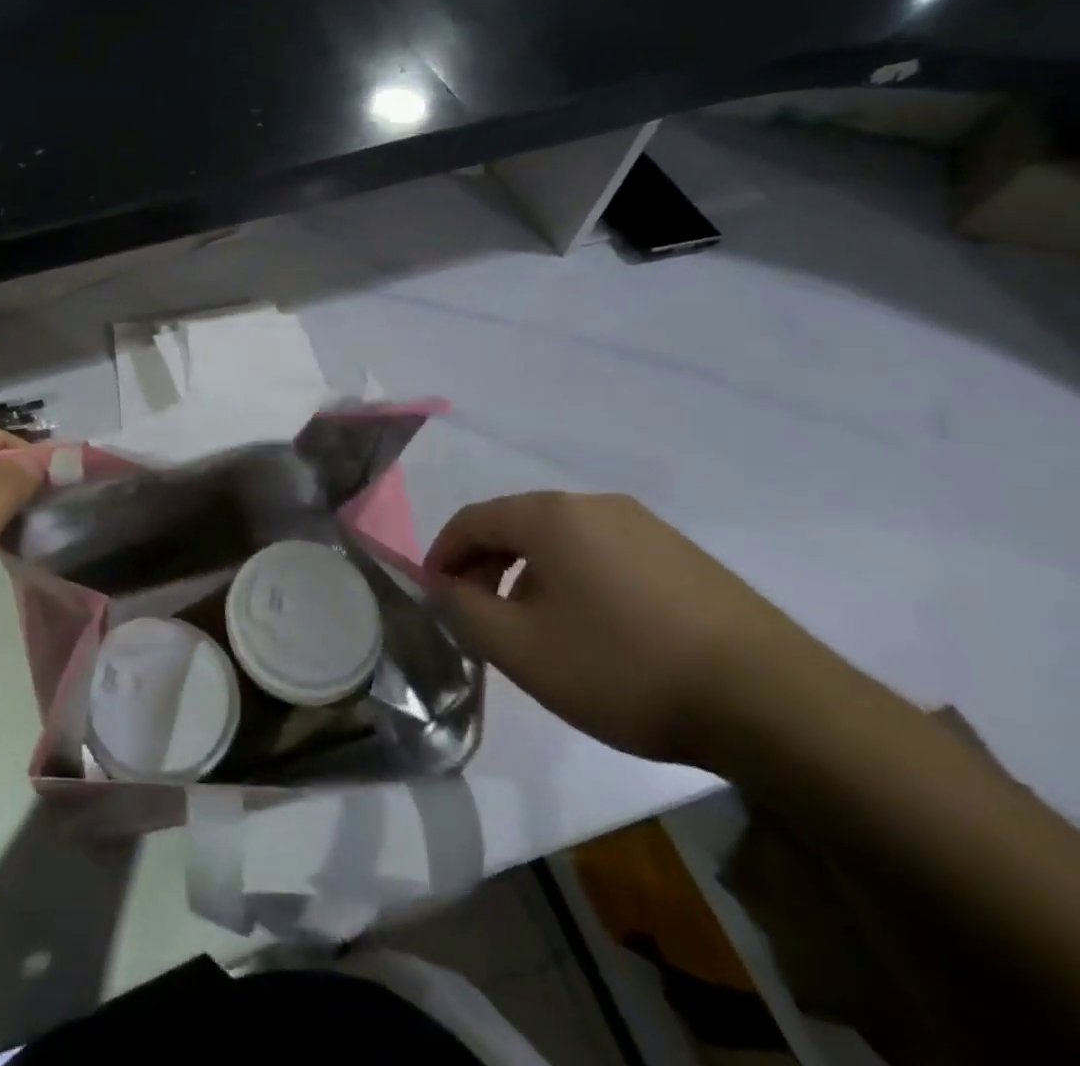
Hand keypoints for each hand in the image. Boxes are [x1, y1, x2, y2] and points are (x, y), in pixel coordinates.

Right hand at [425, 491, 833, 765]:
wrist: (778, 706)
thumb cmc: (625, 668)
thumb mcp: (520, 649)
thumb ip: (461, 610)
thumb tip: (441, 587)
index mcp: (551, 515)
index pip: (471, 520)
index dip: (442, 557)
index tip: (434, 598)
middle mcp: (597, 505)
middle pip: (516, 526)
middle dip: (485, 569)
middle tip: (479, 619)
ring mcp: (648, 528)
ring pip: (562, 544)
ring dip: (530, 579)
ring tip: (536, 633)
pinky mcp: (686, 558)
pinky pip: (606, 558)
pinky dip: (577, 584)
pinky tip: (596, 635)